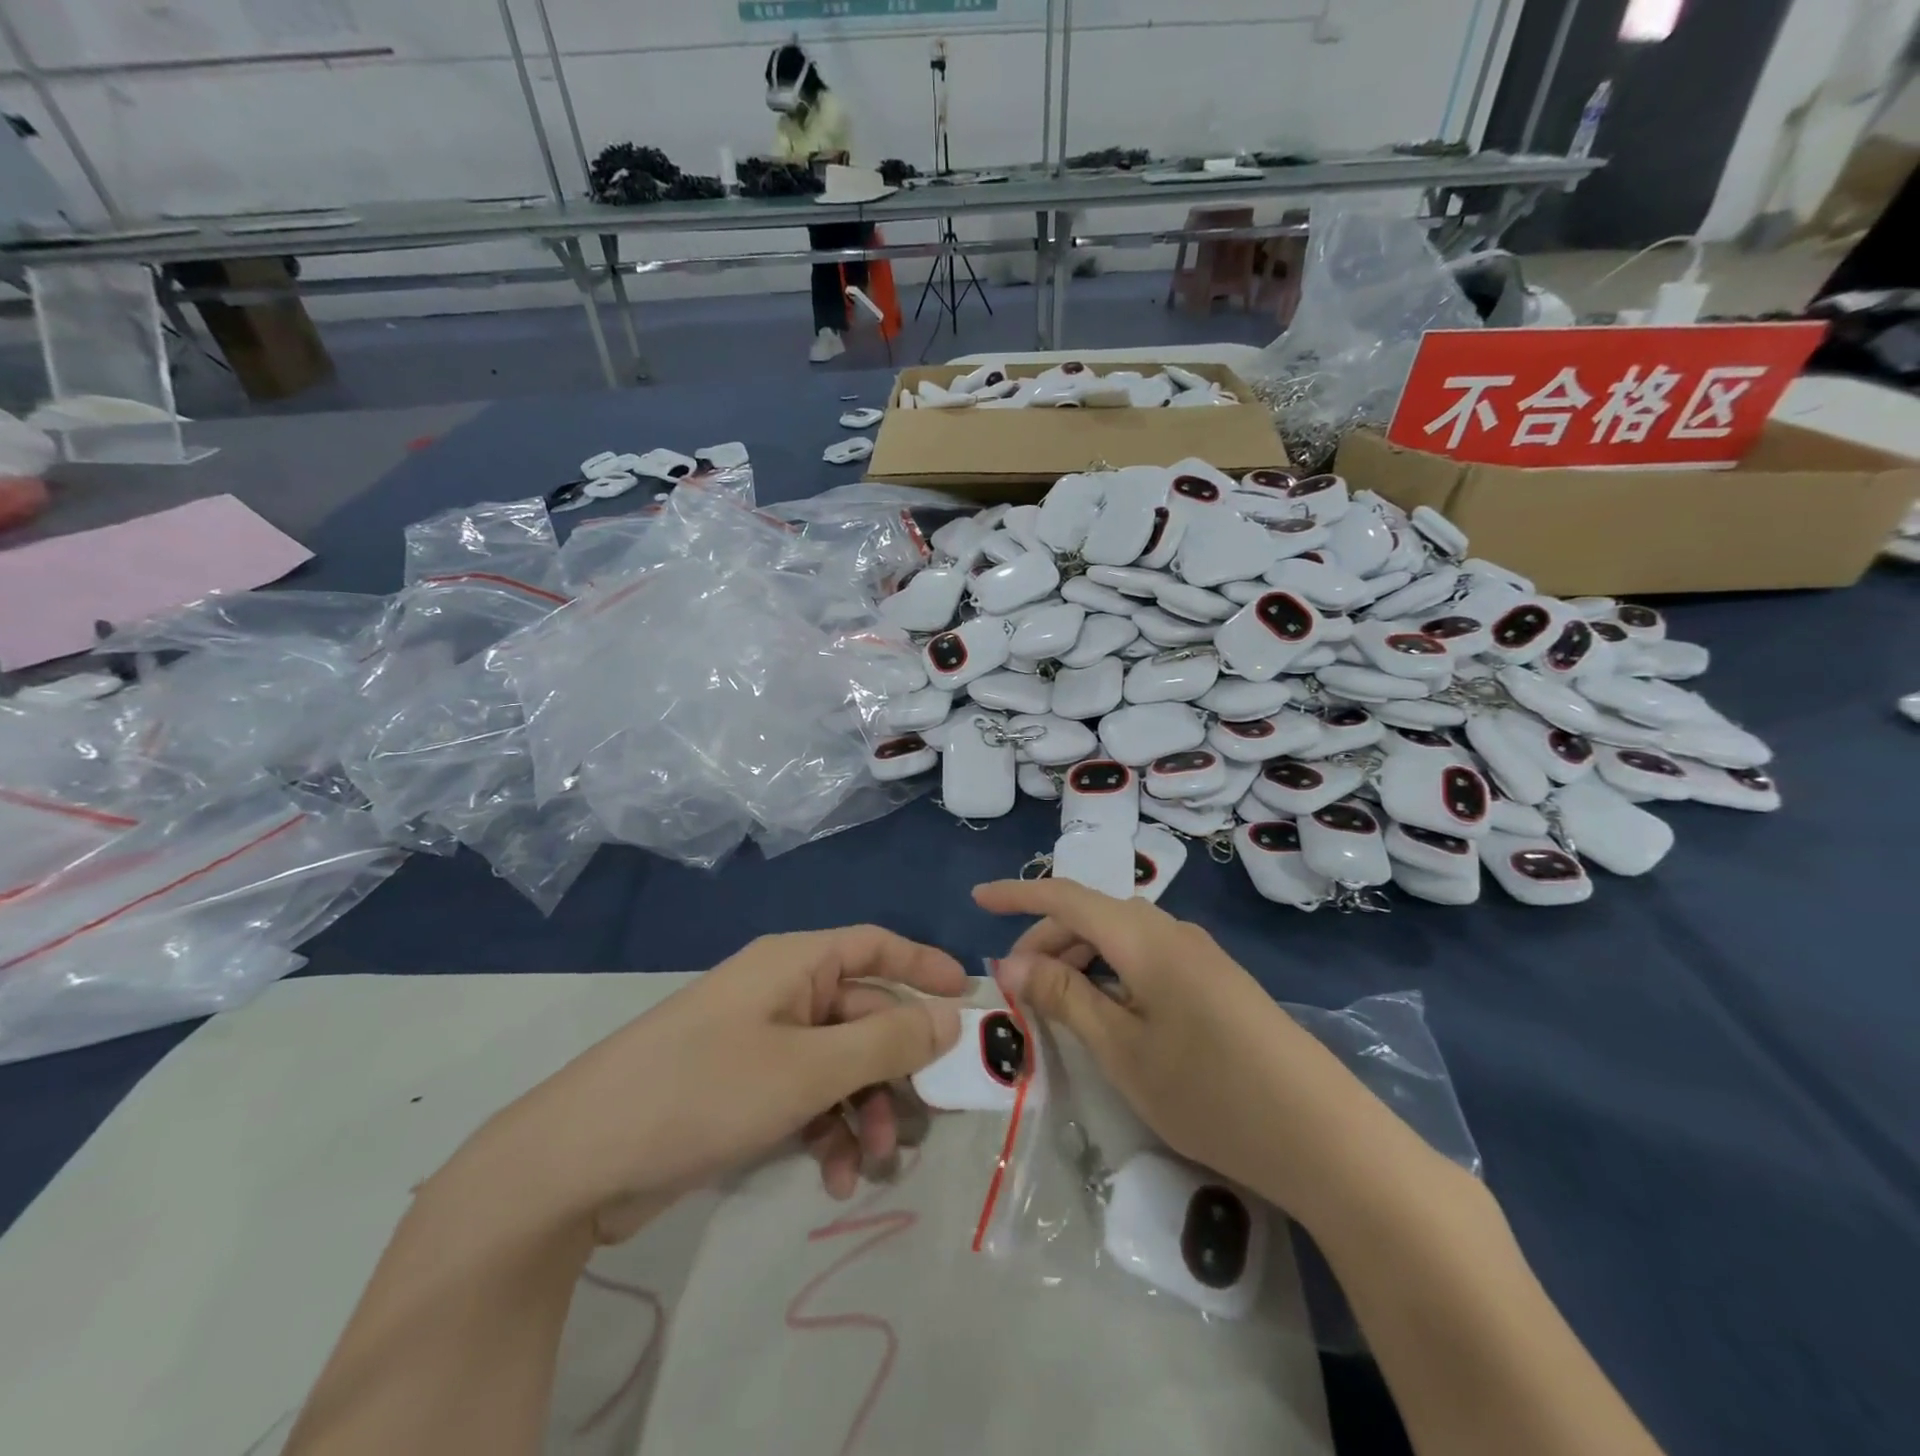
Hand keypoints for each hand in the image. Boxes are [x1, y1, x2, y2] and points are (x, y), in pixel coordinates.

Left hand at [461, 927, 966, 1242]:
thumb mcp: (808, 1067)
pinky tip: (834, 1178)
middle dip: (896, 1069)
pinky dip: (827, 1131)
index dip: (925, 966)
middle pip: (865, 1015)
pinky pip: (807, 1098)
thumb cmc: (705, 1089)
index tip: (969, 1001)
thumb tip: (950, 1016)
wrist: (578, 1161)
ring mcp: (761, 1043)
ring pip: (840, 1065)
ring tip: (871, 1165)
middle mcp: (783, 993)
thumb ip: (887, 1040)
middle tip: (928, 1118)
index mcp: (796, 963)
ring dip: (864, 1112)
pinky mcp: (744, 1089)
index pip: (876, 945)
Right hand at [974, 879, 1426, 1230]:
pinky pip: (1145, 959)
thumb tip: (1011, 962)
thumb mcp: (1121, 1047)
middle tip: (1015, 987)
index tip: (977, 898)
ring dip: (1078, 959)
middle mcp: (1170, 930)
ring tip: (1054, 1004)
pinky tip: (1106, 1013)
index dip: (1017, 894)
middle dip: (1045, 940)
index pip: (1065, 895)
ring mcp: (1198, 955)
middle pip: (1092, 916)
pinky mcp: (1215, 982)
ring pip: (1119, 938)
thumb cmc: (1208, 1090)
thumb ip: (1065, 996)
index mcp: (1142, 934)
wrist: (1325, 1136)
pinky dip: (1110, 974)